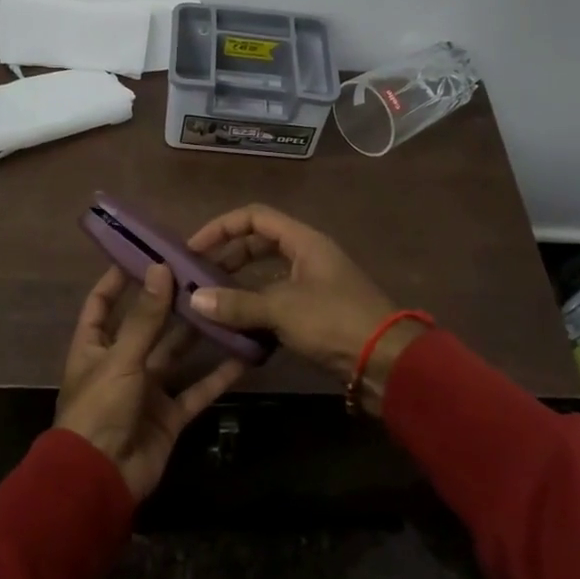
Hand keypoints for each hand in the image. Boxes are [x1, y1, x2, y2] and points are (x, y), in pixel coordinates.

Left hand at [55, 263, 245, 501]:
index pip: (102, 303)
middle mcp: (121, 363)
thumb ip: (144, 318)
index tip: (146, 254)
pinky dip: (219, 375)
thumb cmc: (99, 410)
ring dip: (200, 334)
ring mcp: (148, 390)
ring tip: (227, 304)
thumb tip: (160, 268)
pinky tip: (244, 355)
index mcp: (94, 347)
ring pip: (178, 355)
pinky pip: (198, 390)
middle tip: (203, 274)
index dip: (118, 279)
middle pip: (148, 325)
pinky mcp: (170, 415)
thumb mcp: (120, 359)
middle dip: (172, 303)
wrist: (100, 480)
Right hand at [184, 205, 402, 377]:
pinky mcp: (315, 312)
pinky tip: (236, 326)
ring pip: (267, 275)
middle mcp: (308, 255)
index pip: (254, 217)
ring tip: (211, 302)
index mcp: (303, 241)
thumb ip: (237, 304)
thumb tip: (195, 299)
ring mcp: (313, 284)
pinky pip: (276, 300)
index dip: (221, 227)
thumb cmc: (334, 321)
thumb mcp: (282, 309)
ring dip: (239, 285)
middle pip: (259, 243)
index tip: (194, 248)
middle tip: (198, 276)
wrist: (386, 361)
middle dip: (227, 257)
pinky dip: (255, 308)